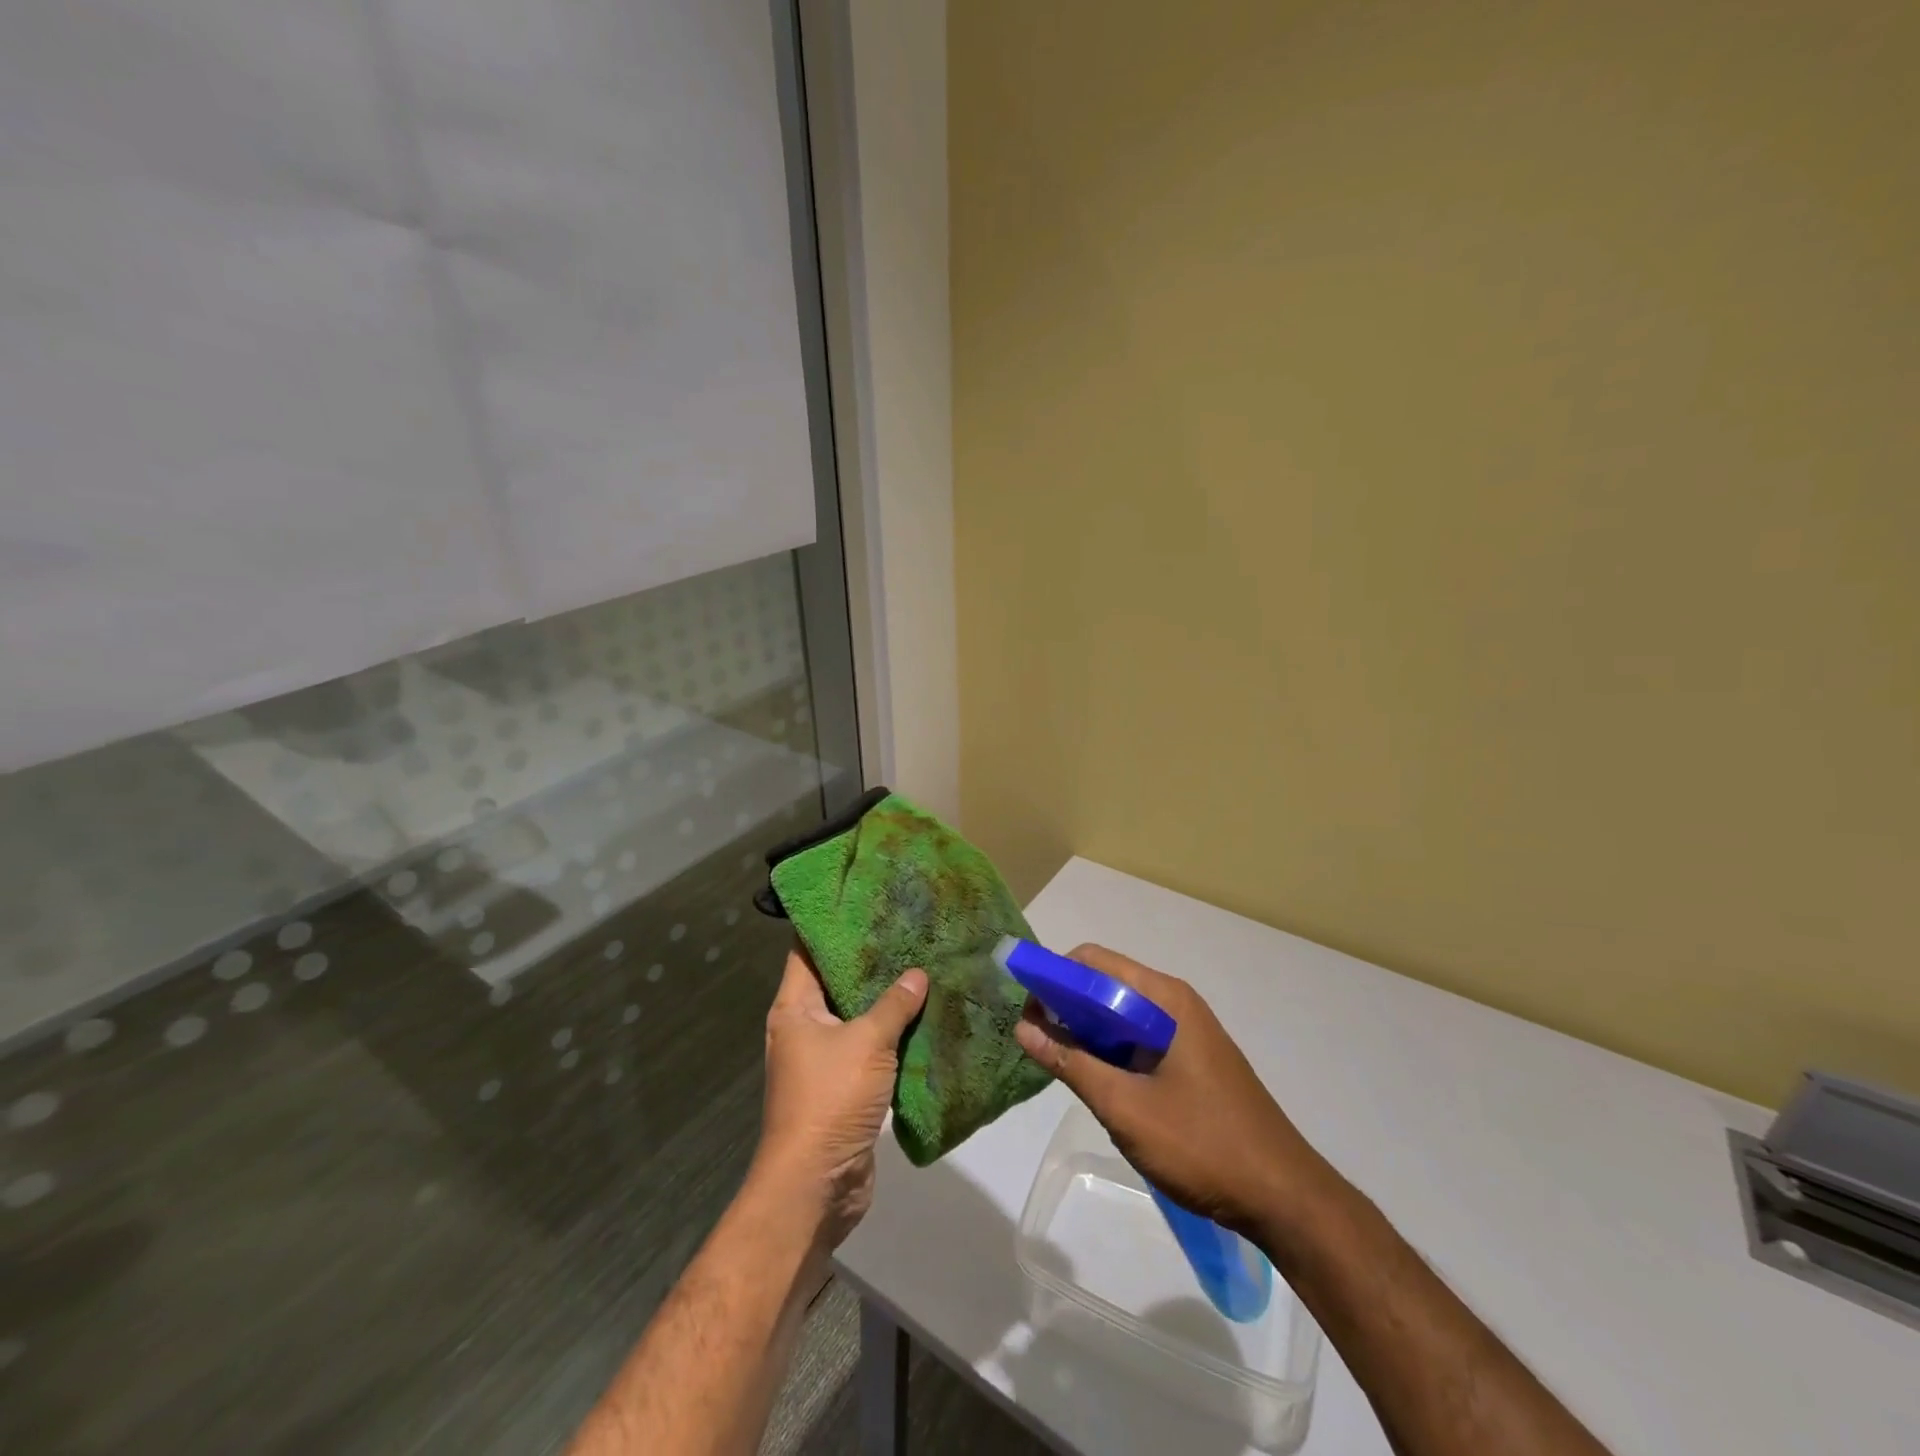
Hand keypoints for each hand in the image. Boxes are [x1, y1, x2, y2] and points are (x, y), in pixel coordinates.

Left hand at [755, 949, 927, 1248]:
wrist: (816, 1186)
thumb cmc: (830, 1099)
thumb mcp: (867, 1042)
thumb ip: (894, 1004)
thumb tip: (918, 973)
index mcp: (794, 1008)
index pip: (807, 951)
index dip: (830, 924)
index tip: (863, 900)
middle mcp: (804, 1028)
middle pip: (836, 982)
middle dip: (870, 960)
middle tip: (907, 930)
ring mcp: (824, 1060)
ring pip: (857, 1017)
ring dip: (886, 1000)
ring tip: (923, 966)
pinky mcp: (845, 1087)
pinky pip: (870, 1049)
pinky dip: (893, 1035)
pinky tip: (925, 1018)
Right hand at [1014, 944, 1337, 1239]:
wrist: (1285, 1197)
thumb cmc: (1202, 1144)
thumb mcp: (1125, 1106)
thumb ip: (1071, 1063)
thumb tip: (1023, 1026)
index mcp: (1164, 998)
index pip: (1093, 962)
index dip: (1054, 976)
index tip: (1026, 1009)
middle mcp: (1174, 1003)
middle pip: (1106, 984)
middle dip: (1066, 1005)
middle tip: (1036, 1041)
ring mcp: (1186, 1031)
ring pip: (1121, 1014)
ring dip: (1087, 1030)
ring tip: (1059, 1063)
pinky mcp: (1191, 1059)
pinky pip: (1138, 1038)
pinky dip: (1110, 1049)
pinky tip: (1096, 1080)